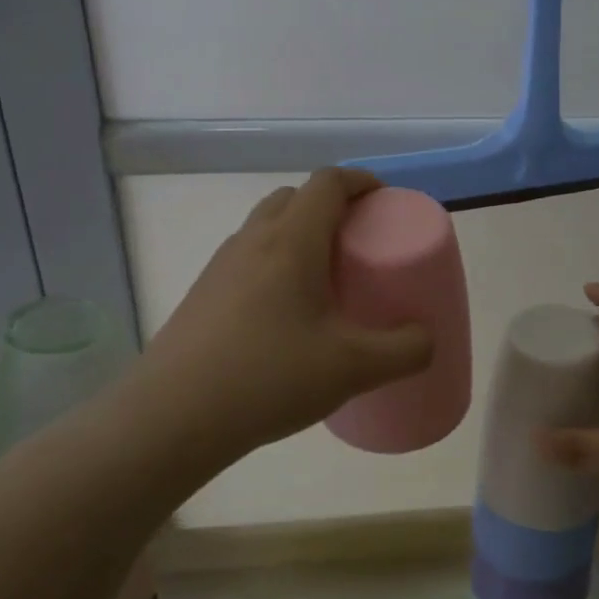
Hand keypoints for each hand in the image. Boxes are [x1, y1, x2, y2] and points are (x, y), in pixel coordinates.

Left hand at [137, 169, 433, 457]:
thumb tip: (426, 339)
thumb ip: (405, 351)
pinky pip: (247, 259)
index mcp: (292, 240)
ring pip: (267, 227)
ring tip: (325, 279)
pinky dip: (274, 264)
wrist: (172, 417)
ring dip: (299, 234)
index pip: (328, 182)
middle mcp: (253, 240)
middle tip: (357, 242)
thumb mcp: (354, 368)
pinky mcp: (202, 294)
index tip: (385, 200)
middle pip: (295, 197)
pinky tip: (286, 316)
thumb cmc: (269, 377)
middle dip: (330, 206)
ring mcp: (221, 266)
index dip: (361, 181)